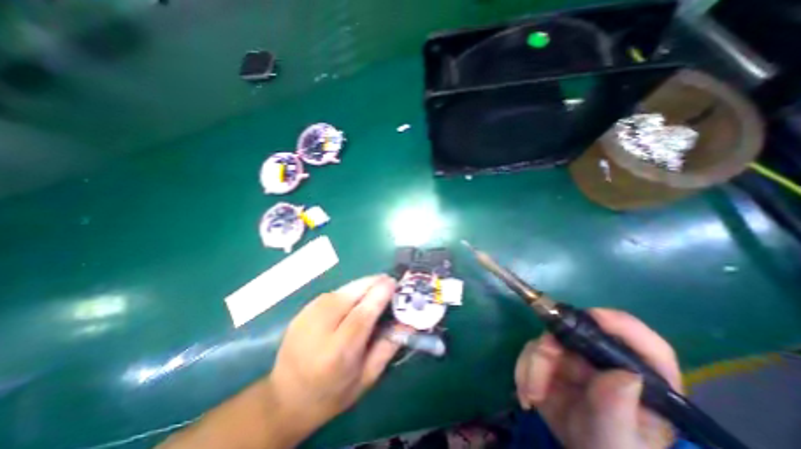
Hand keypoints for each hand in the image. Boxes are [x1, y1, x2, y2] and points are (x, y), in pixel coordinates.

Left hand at [265, 274, 399, 434]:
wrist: (285, 397)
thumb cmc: (332, 393)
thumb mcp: (366, 377)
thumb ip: (388, 347)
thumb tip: (408, 322)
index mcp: (337, 353)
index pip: (361, 314)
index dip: (379, 295)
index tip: (393, 282)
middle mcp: (319, 330)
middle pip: (350, 295)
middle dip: (372, 283)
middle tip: (388, 281)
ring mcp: (306, 317)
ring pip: (342, 290)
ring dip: (361, 285)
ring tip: (375, 288)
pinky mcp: (302, 310)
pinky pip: (333, 293)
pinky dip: (348, 291)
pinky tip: (355, 297)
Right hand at [517, 309, 678, 448]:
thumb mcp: (616, 443)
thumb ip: (617, 413)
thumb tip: (624, 375)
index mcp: (641, 381)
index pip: (646, 347)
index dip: (622, 325)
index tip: (595, 317)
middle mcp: (606, 361)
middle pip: (578, 334)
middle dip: (553, 346)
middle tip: (541, 368)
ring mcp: (576, 358)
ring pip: (547, 339)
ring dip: (534, 364)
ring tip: (532, 394)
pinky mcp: (551, 360)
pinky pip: (530, 350)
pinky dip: (524, 369)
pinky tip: (527, 395)